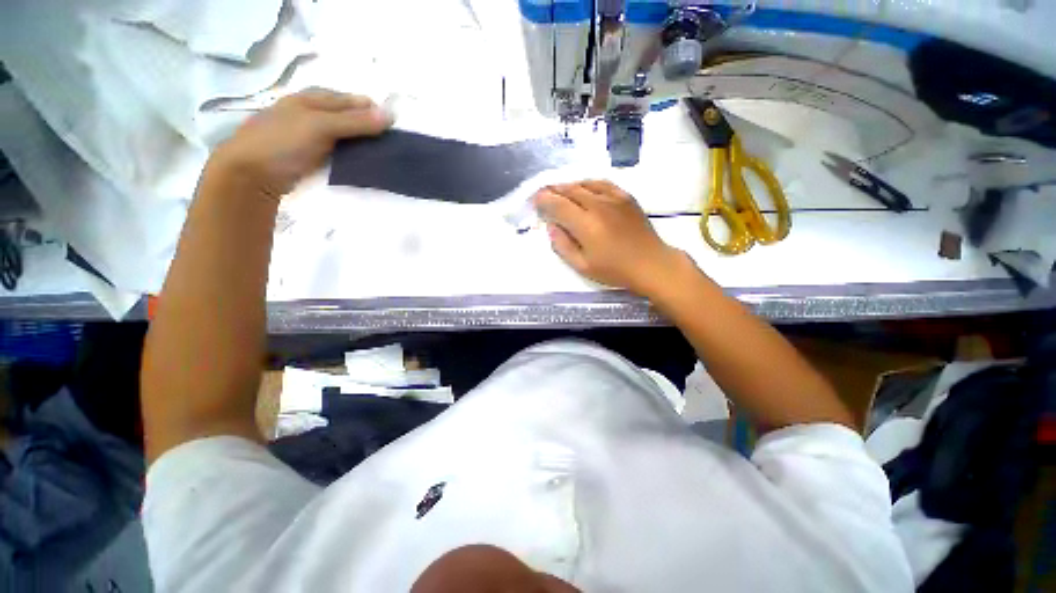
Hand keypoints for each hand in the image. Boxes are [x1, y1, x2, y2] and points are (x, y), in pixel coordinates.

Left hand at [208, 88, 391, 199]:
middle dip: (368, 127)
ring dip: (361, 143)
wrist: (250, 174)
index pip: (350, 100)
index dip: (371, 110)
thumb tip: (390, 115)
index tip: (393, 127)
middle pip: (347, 116)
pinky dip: (350, 154)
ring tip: (380, 154)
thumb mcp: (320, 127)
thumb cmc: (283, 143)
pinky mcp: (309, 155)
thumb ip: (355, 122)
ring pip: (343, 135)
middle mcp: (311, 113)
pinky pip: (336, 150)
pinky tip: (360, 162)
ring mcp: (308, 135)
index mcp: (311, 99)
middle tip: (389, 143)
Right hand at [534, 180, 686, 296]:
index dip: (543, 201)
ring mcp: (614, 198)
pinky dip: (588, 183)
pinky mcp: (625, 197)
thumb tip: (551, 227)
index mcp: (586, 225)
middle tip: (542, 193)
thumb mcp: (583, 266)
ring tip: (559, 190)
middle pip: (569, 190)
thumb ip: (563, 246)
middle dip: (552, 190)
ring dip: (568, 185)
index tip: (534, 200)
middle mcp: (598, 205)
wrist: (650, 264)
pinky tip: (583, 188)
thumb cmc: (614, 270)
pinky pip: (602, 183)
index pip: (558, 205)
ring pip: (584, 184)